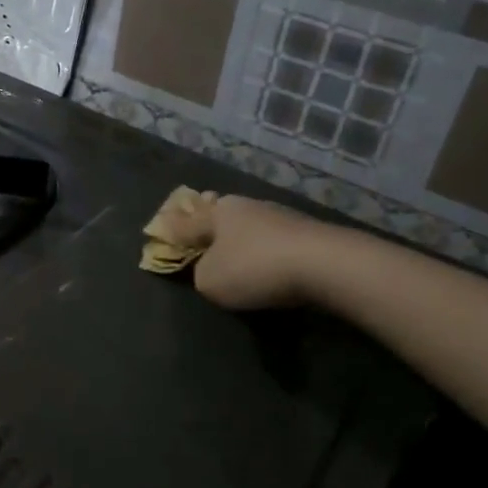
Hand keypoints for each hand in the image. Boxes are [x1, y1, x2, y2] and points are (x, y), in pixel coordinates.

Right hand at [152, 194, 326, 311]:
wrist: (325, 265)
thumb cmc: (254, 268)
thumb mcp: (210, 280)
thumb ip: (199, 273)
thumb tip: (209, 267)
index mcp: (217, 212)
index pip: (186, 221)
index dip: (172, 229)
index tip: (161, 229)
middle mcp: (246, 206)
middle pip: (219, 216)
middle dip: (210, 227)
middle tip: (202, 239)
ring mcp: (279, 216)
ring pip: (249, 226)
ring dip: (242, 240)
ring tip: (238, 257)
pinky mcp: (306, 232)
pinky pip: (274, 241)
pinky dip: (267, 251)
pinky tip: (269, 264)